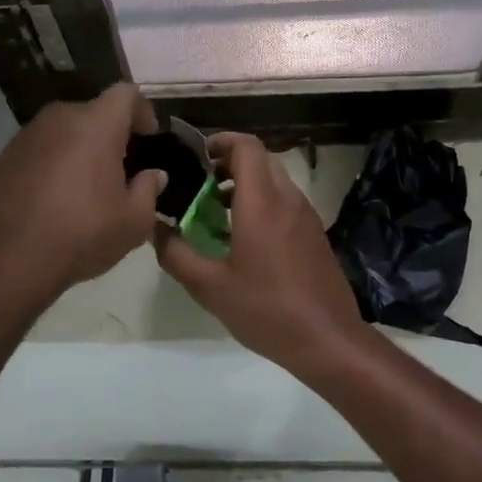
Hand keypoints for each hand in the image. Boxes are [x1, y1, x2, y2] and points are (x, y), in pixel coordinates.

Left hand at [0, 83, 164, 301]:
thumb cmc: (81, 234)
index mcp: (96, 124)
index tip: (149, 137)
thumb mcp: (134, 221)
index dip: (142, 110)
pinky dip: (52, 164)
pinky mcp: (2, 158)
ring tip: (87, 187)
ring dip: (79, 149)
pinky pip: (39, 151)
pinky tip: (54, 200)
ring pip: (63, 132)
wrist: (8, 260)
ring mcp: (25, 136)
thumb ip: (149, 190)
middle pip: (93, 112)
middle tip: (122, 168)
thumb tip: (153, 175)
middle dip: (111, 133)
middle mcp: (59, 119)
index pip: (126, 94)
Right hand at [154, 132, 370, 379]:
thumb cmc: (266, 309)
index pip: (246, 147)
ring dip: (246, 184)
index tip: (195, 157)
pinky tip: (244, 238)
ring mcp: (306, 216)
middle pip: (260, 159)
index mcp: (262, 203)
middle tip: (199, 185)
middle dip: (229, 163)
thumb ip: (175, 254)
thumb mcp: (210, 287)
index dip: (220, 142)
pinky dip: (263, 203)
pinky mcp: (315, 235)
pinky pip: (286, 202)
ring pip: (275, 180)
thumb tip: (154, 229)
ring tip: (216, 212)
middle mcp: (288, 199)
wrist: (328, 340)